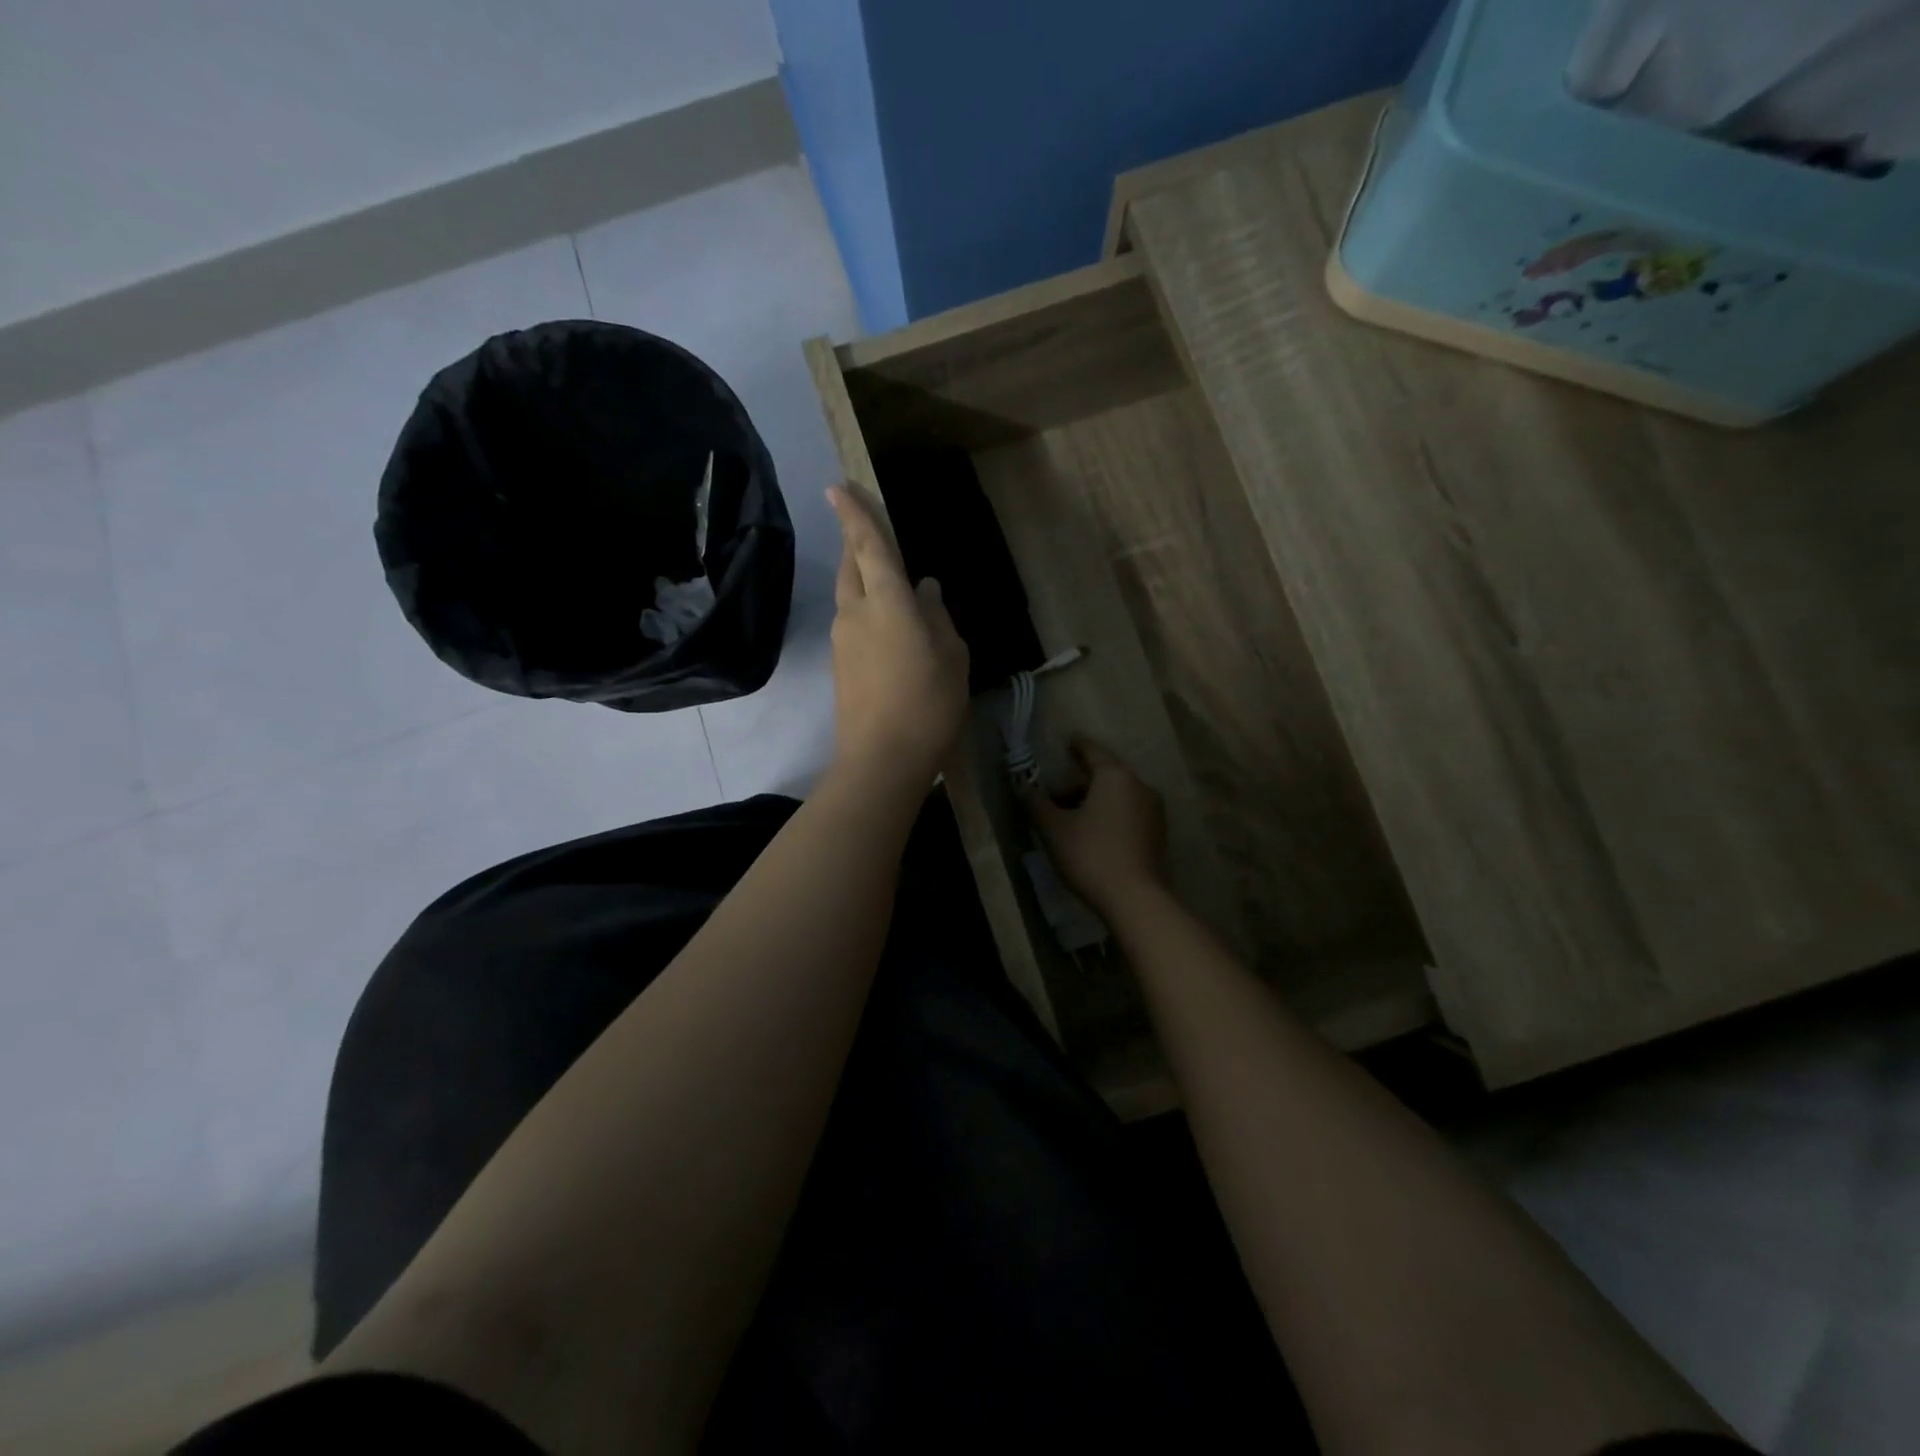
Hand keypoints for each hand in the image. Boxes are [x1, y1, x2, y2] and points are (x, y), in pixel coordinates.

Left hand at [826, 485, 969, 786]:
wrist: (881, 759)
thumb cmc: (928, 703)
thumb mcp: (951, 656)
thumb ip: (938, 616)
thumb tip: (925, 589)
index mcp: (888, 602)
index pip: (868, 546)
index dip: (854, 514)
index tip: (837, 487)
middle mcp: (857, 612)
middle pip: (852, 566)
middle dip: (856, 542)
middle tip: (864, 527)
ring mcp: (843, 640)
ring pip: (849, 594)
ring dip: (862, 578)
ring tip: (886, 580)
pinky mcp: (840, 665)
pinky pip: (852, 622)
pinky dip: (866, 610)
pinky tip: (888, 625)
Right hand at [1024, 738, 1167, 912]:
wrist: (1135, 900)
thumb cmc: (1090, 854)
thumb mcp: (1053, 828)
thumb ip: (1035, 802)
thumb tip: (1021, 784)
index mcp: (1116, 776)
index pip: (1092, 751)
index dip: (1076, 746)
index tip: (1066, 742)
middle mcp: (1140, 786)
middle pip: (1105, 775)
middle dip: (1079, 783)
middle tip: (1055, 797)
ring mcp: (1154, 811)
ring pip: (1118, 796)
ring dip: (1094, 801)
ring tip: (1070, 820)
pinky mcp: (1158, 835)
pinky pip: (1128, 814)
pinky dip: (1109, 816)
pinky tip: (1093, 835)